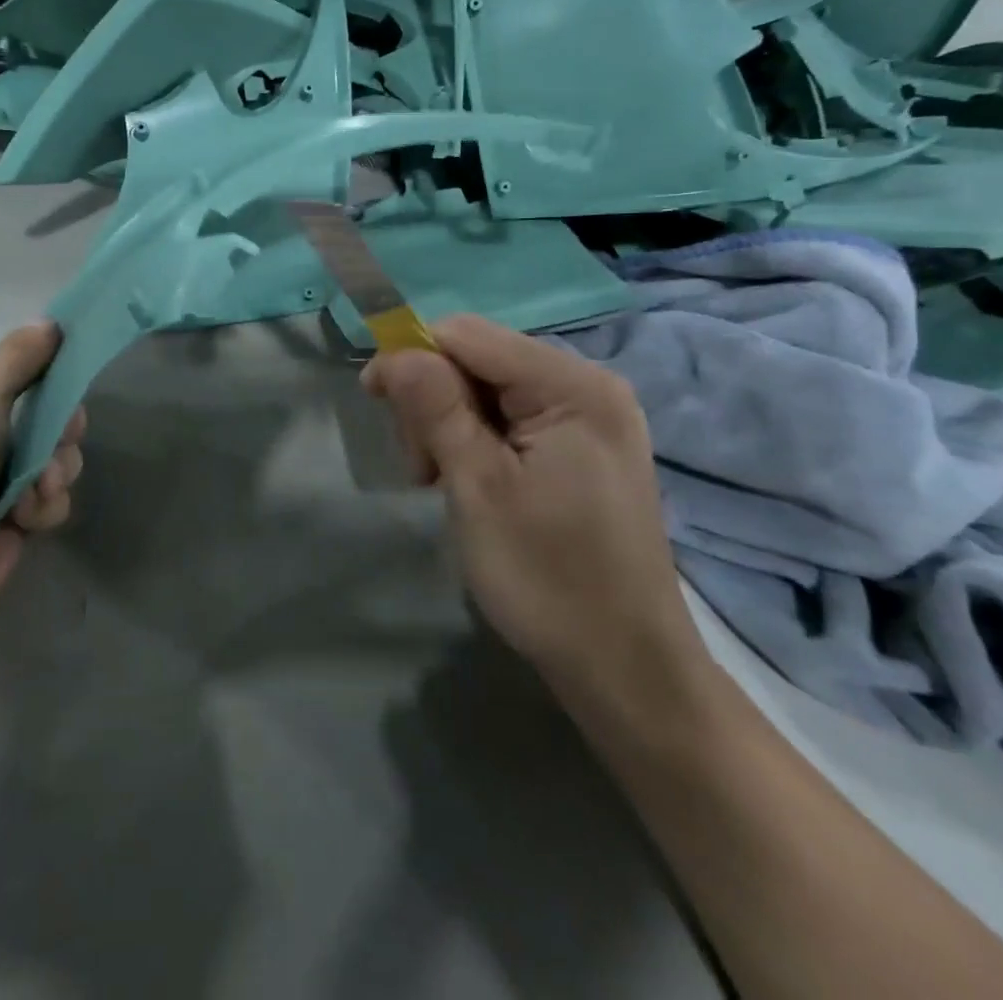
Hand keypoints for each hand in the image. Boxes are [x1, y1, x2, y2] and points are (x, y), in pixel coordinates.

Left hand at [0, 322, 83, 666]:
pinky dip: (47, 507)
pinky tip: (26, 520)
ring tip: (37, 489)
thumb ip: (19, 357)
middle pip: (48, 418)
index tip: (73, 381)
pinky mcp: (9, 530)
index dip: (53, 377)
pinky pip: (51, 504)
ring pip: (56, 461)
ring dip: (57, 470)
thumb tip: (51, 321)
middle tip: (60, 439)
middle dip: (63, 429)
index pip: (21, 374)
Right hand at [364, 315, 709, 708]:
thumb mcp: (477, 487)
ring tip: (444, 482)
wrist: (626, 668)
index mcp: (571, 385)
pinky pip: (512, 416)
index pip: (465, 334)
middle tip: (423, 469)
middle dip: (433, 400)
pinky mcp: (584, 445)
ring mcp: (591, 416)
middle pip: (477, 357)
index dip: (412, 357)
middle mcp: (588, 385)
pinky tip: (472, 481)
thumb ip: (434, 407)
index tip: (376, 404)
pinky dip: (477, 439)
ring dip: (449, 423)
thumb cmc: (548, 578)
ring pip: (488, 387)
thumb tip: (393, 351)